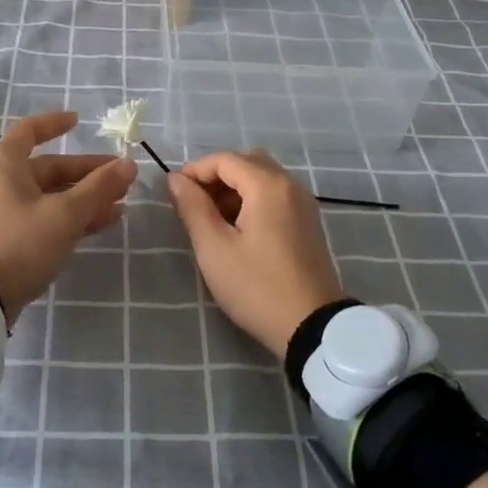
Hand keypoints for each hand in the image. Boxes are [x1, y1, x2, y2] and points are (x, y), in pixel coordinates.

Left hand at [0, 111, 136, 324]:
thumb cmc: (18, 243)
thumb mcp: (64, 215)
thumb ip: (99, 188)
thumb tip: (129, 164)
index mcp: (4, 164)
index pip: (31, 131)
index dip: (55, 123)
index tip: (79, 121)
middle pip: (48, 169)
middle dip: (86, 174)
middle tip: (121, 180)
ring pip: (48, 197)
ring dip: (83, 199)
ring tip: (119, 206)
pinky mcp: (3, 240)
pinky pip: (41, 218)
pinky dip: (67, 219)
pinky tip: (98, 227)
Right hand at [167, 150, 345, 361]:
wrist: (314, 328)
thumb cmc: (257, 287)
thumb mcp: (215, 249)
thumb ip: (193, 207)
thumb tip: (176, 180)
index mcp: (268, 186)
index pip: (225, 160)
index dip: (195, 170)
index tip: (174, 192)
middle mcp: (290, 185)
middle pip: (247, 162)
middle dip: (216, 176)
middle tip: (193, 202)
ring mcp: (303, 204)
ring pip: (262, 178)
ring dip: (234, 188)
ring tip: (211, 218)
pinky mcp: (308, 223)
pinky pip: (275, 195)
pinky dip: (252, 199)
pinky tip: (237, 229)